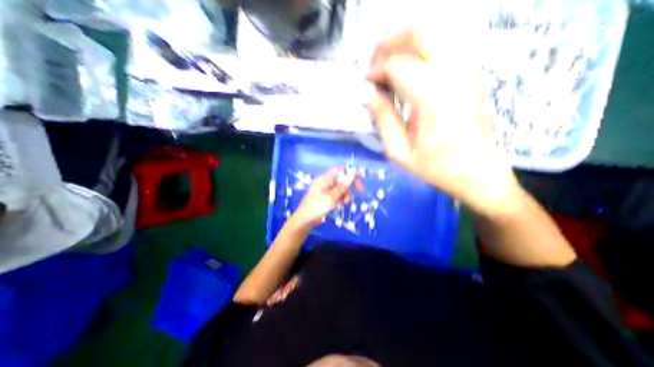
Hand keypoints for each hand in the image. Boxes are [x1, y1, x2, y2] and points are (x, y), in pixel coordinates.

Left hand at [292, 168, 362, 228]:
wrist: (305, 219)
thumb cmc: (317, 207)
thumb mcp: (331, 197)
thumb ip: (342, 186)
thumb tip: (352, 173)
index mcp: (325, 179)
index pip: (340, 170)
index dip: (350, 172)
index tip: (360, 177)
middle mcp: (326, 182)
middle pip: (342, 179)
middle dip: (350, 185)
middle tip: (360, 191)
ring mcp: (325, 190)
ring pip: (340, 188)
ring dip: (346, 194)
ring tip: (345, 202)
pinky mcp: (326, 197)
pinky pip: (337, 194)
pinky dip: (341, 198)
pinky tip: (340, 205)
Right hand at [367, 32, 520, 218]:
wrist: (476, 171)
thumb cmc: (435, 166)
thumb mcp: (399, 151)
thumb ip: (382, 118)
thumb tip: (367, 94)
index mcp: (433, 99)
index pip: (397, 66)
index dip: (375, 71)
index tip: (365, 85)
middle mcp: (454, 75)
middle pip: (418, 36)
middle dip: (388, 47)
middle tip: (373, 68)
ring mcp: (467, 70)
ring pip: (432, 35)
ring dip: (404, 46)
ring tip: (387, 68)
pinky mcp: (471, 73)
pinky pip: (444, 46)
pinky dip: (420, 52)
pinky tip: (409, 72)